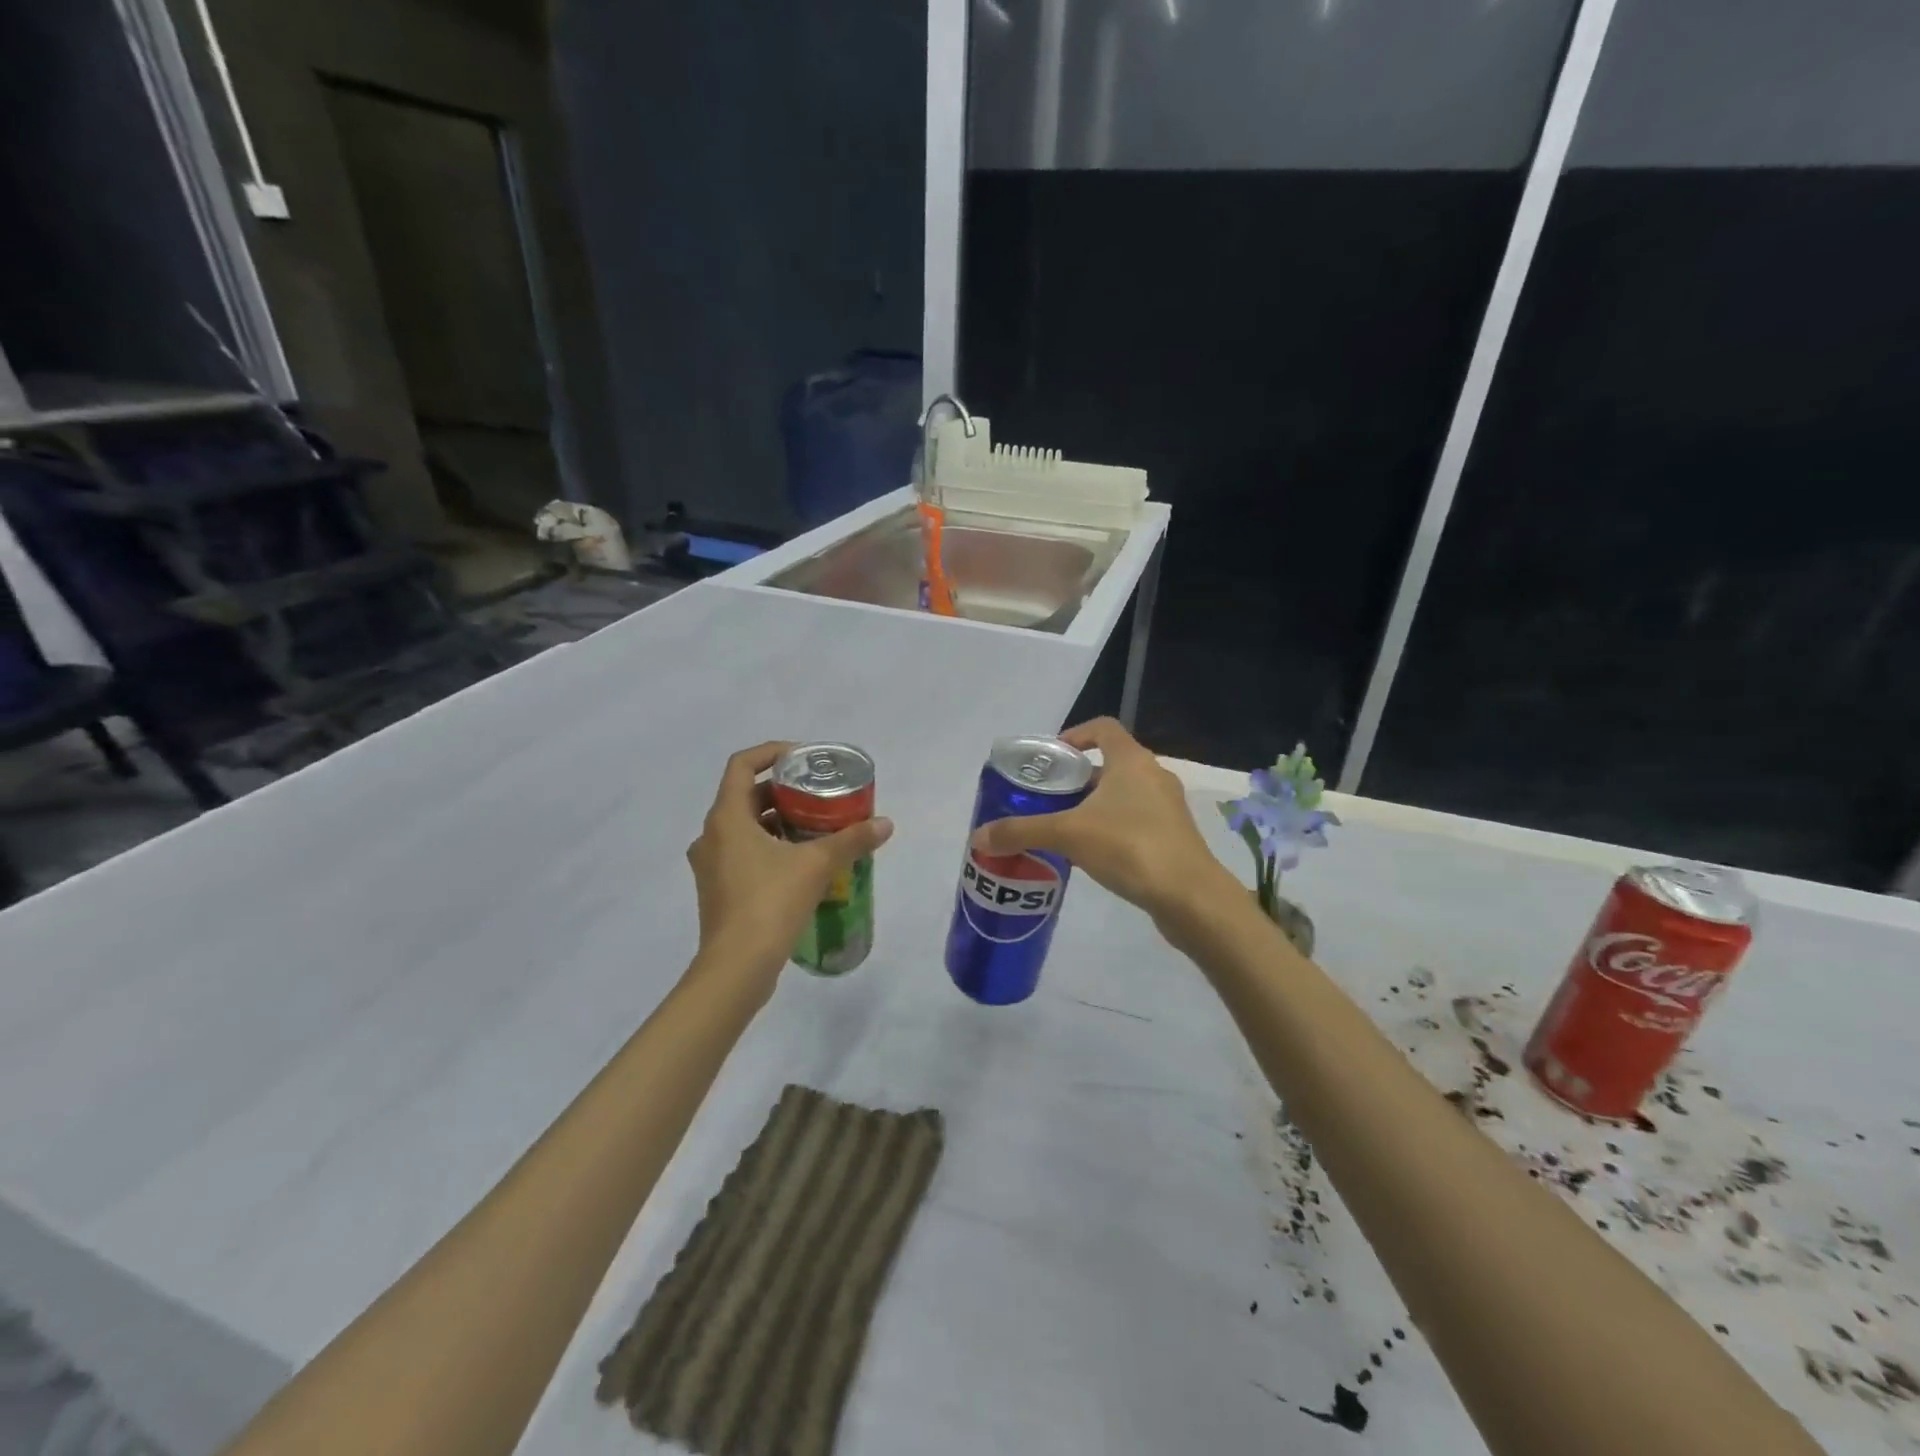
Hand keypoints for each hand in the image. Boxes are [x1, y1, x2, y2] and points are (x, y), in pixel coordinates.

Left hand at [686, 742, 893, 996]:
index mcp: (727, 818)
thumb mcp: (817, 865)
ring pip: (744, 827)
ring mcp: (710, 865)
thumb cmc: (770, 903)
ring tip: (815, 827)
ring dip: (776, 821)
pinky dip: (768, 847)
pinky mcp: (717, 889)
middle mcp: (711, 835)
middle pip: (745, 796)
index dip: (771, 752)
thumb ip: (851, 840)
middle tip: (818, 795)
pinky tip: (800, 862)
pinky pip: (742, 853)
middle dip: (783, 791)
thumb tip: (885, 824)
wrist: (737, 968)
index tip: (802, 758)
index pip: (742, 765)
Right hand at [970, 718, 1233, 927]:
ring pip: (1123, 795)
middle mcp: (1153, 776)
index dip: (1075, 735)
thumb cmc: (1130, 847)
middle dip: (1077, 779)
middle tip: (1047, 799)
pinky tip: (1092, 856)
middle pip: (1110, 764)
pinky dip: (1112, 829)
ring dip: (1094, 806)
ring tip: (1063, 829)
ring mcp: (1167, 808)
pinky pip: (1136, 821)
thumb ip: (1022, 831)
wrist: (1190, 897)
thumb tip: (978, 837)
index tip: (1051, 757)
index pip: (1103, 728)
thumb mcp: (1068, 835)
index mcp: (1132, 760)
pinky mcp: (1174, 837)